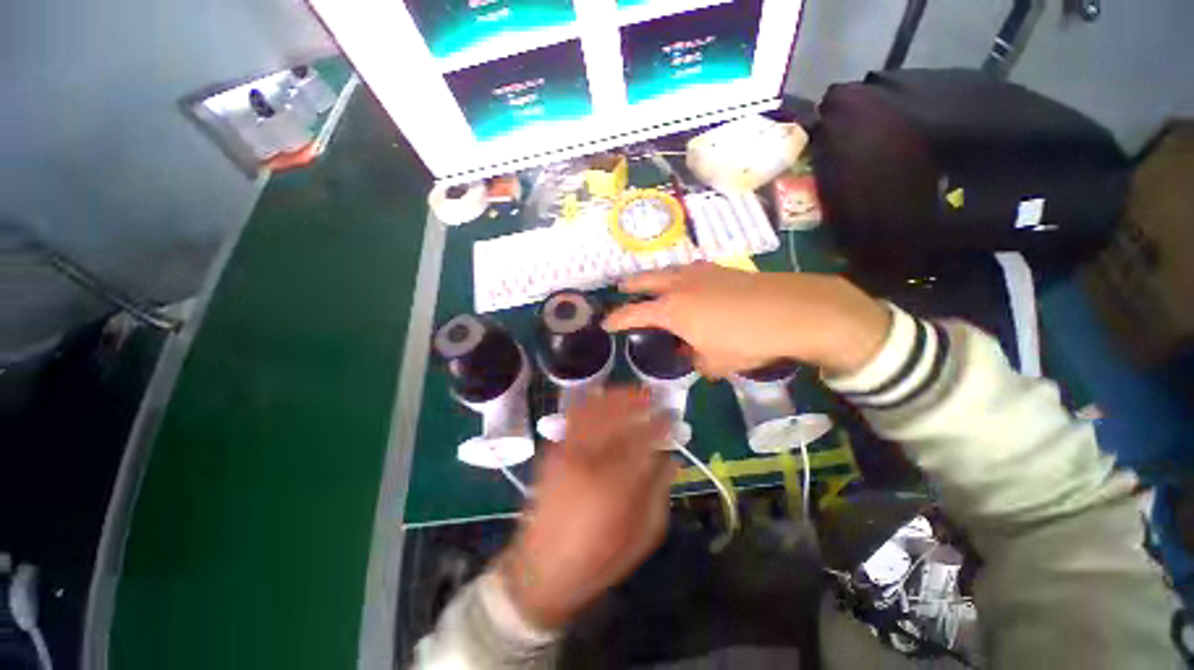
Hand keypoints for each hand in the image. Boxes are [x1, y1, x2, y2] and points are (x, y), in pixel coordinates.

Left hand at [499, 388, 677, 629]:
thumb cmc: (598, 558)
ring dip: (616, 396)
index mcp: (617, 482)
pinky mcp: (553, 451)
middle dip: (638, 400)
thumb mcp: (642, 535)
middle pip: (618, 414)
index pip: (645, 438)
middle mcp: (591, 458)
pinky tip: (602, 400)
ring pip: (595, 409)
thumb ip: (659, 491)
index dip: (661, 423)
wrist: (541, 570)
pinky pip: (574, 416)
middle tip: (653, 396)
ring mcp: (568, 451)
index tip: (672, 416)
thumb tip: (671, 459)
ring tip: (632, 394)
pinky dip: (591, 402)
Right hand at [603, 262, 890, 377]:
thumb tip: (693, 354)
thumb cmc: (746, 341)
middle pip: (646, 280)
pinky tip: (689, 283)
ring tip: (653, 282)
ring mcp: (701, 273)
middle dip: (630, 285)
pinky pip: (692, 270)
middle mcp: (680, 286)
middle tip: (621, 287)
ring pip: (669, 270)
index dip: (617, 319)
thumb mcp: (715, 362)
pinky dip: (682, 276)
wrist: (793, 311)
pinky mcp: (722, 269)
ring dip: (656, 277)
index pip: (633, 314)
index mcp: (671, 310)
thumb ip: (697, 360)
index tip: (606, 323)